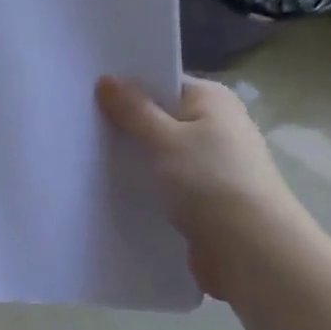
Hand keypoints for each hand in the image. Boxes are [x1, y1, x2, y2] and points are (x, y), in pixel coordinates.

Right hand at [97, 74, 309, 299]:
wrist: (251, 250)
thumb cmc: (210, 181)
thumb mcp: (164, 139)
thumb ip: (133, 110)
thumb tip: (106, 79)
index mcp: (212, 100)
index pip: (164, 82)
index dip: (128, 86)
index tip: (89, 92)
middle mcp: (216, 126)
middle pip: (160, 117)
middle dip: (126, 124)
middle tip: (78, 125)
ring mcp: (211, 164)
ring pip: (160, 153)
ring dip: (133, 158)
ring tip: (85, 157)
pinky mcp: (204, 197)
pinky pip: (165, 182)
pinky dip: (144, 185)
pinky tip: (112, 189)